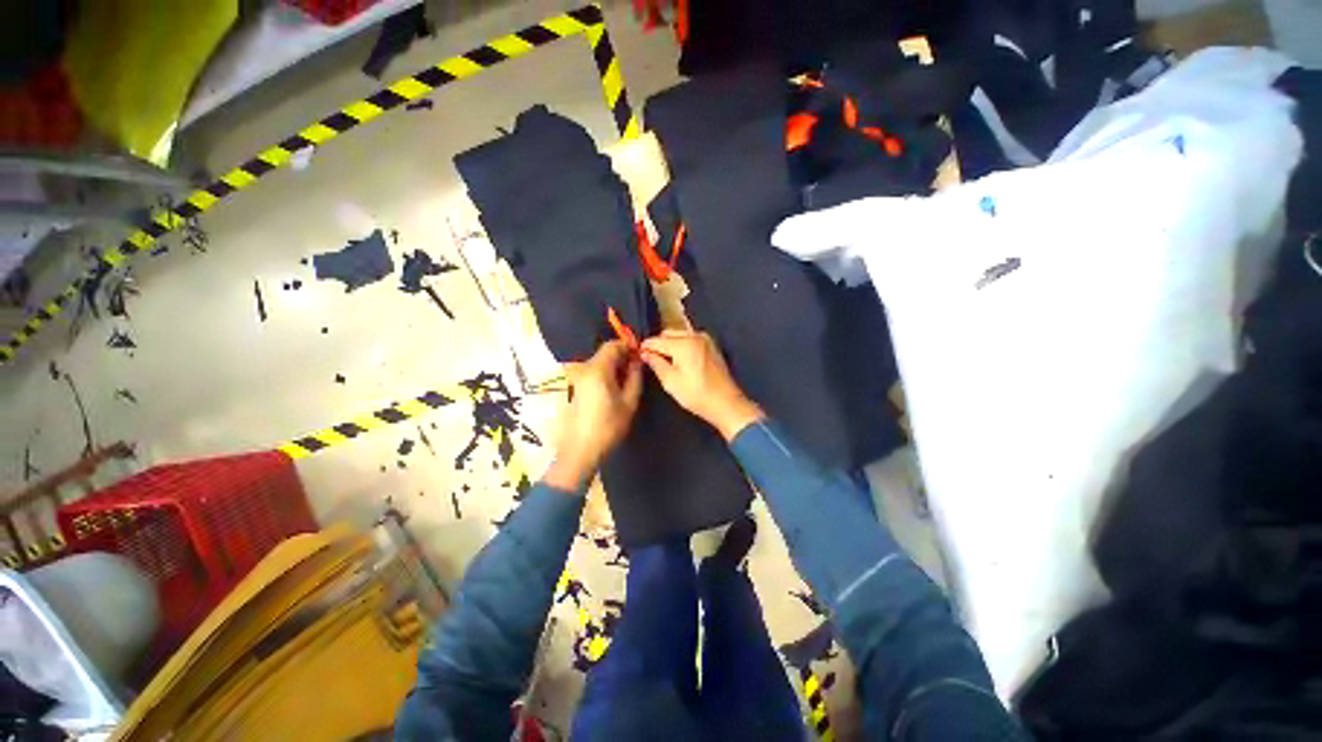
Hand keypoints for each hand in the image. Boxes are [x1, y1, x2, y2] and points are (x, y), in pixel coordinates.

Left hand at [545, 340, 642, 490]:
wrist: (580, 450)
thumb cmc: (608, 426)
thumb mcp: (629, 401)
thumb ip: (635, 376)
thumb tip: (637, 361)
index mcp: (597, 369)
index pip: (613, 345)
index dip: (628, 346)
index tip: (640, 356)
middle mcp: (584, 369)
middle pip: (605, 353)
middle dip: (622, 357)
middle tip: (637, 370)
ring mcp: (578, 378)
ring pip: (600, 363)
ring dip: (615, 367)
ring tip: (628, 381)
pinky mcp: (576, 387)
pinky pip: (594, 372)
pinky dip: (606, 374)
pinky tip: (615, 389)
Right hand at [640, 331, 763, 440]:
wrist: (726, 403)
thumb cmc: (696, 394)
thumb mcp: (671, 382)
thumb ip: (656, 363)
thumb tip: (645, 353)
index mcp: (683, 343)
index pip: (657, 340)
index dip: (645, 346)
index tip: (637, 353)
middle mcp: (695, 336)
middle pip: (669, 333)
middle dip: (658, 344)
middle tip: (651, 358)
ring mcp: (705, 339)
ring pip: (679, 335)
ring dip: (670, 344)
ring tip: (664, 360)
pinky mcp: (711, 346)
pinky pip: (690, 339)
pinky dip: (681, 345)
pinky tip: (679, 360)